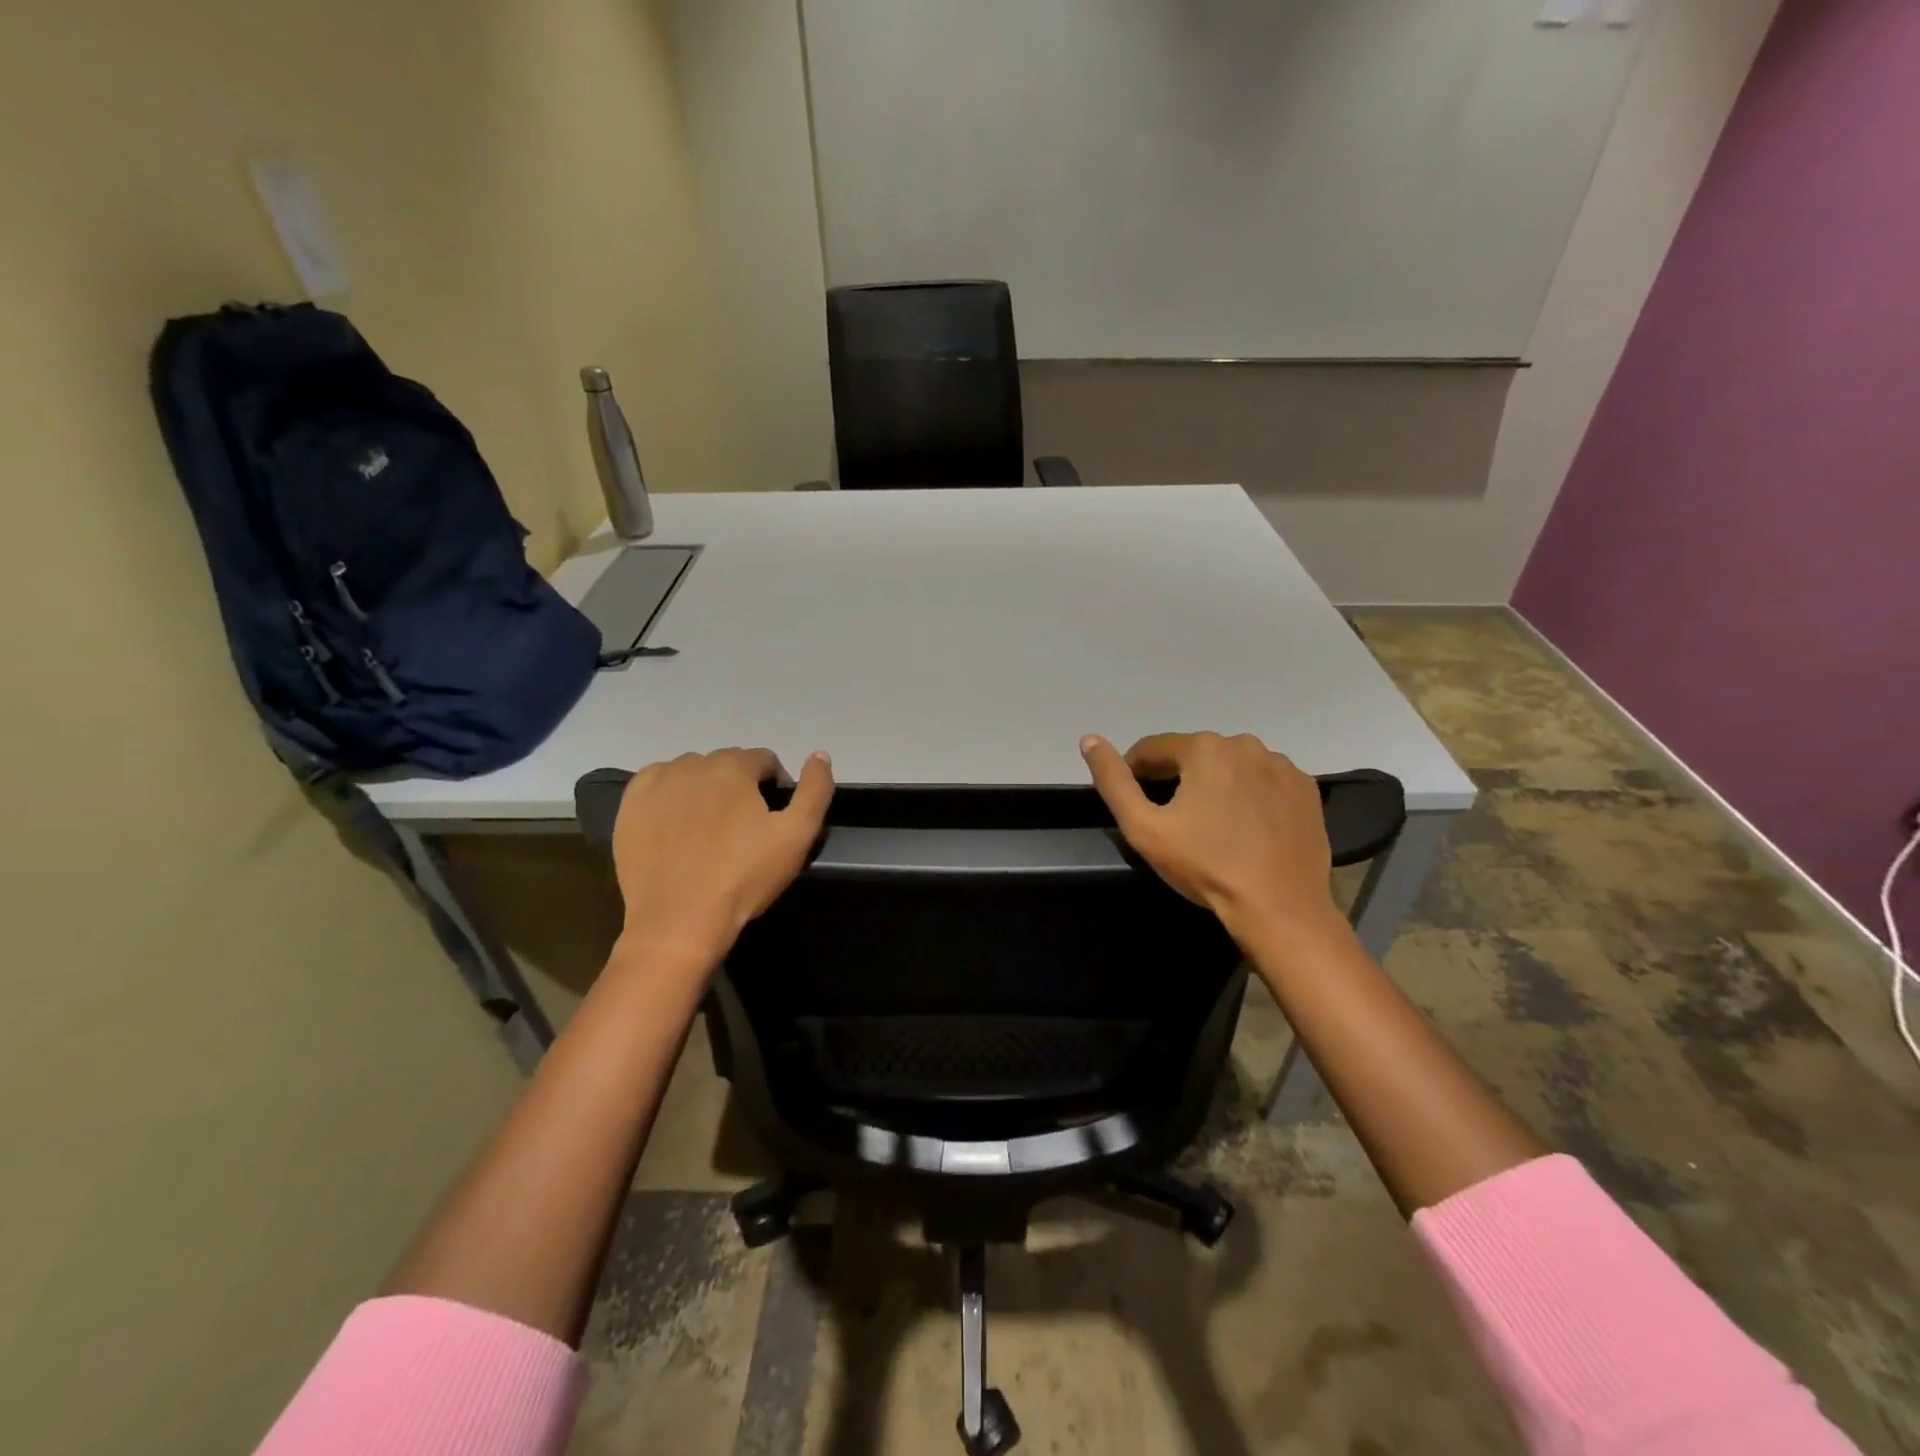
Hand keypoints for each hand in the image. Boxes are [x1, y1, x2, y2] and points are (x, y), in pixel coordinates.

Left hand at [610, 748, 833, 970]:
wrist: (679, 921)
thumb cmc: (744, 877)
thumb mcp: (797, 836)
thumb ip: (814, 790)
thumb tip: (819, 755)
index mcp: (734, 767)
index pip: (764, 760)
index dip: (775, 785)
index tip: (774, 818)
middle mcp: (692, 764)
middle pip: (727, 763)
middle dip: (740, 785)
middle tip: (744, 827)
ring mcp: (656, 784)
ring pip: (691, 772)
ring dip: (705, 788)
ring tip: (710, 828)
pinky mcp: (630, 807)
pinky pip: (655, 784)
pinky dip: (669, 795)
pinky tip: (676, 824)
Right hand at [1081, 732, 1340, 942]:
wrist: (1280, 907)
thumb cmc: (1205, 866)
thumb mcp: (1144, 828)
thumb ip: (1113, 781)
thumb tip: (1089, 739)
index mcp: (1204, 748)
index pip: (1153, 748)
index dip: (1136, 772)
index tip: (1135, 803)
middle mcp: (1245, 744)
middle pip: (1194, 755)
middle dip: (1177, 779)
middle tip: (1173, 820)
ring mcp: (1281, 765)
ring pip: (1231, 766)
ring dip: (1215, 785)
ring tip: (1211, 826)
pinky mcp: (1306, 789)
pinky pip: (1264, 782)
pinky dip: (1250, 795)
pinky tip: (1246, 827)